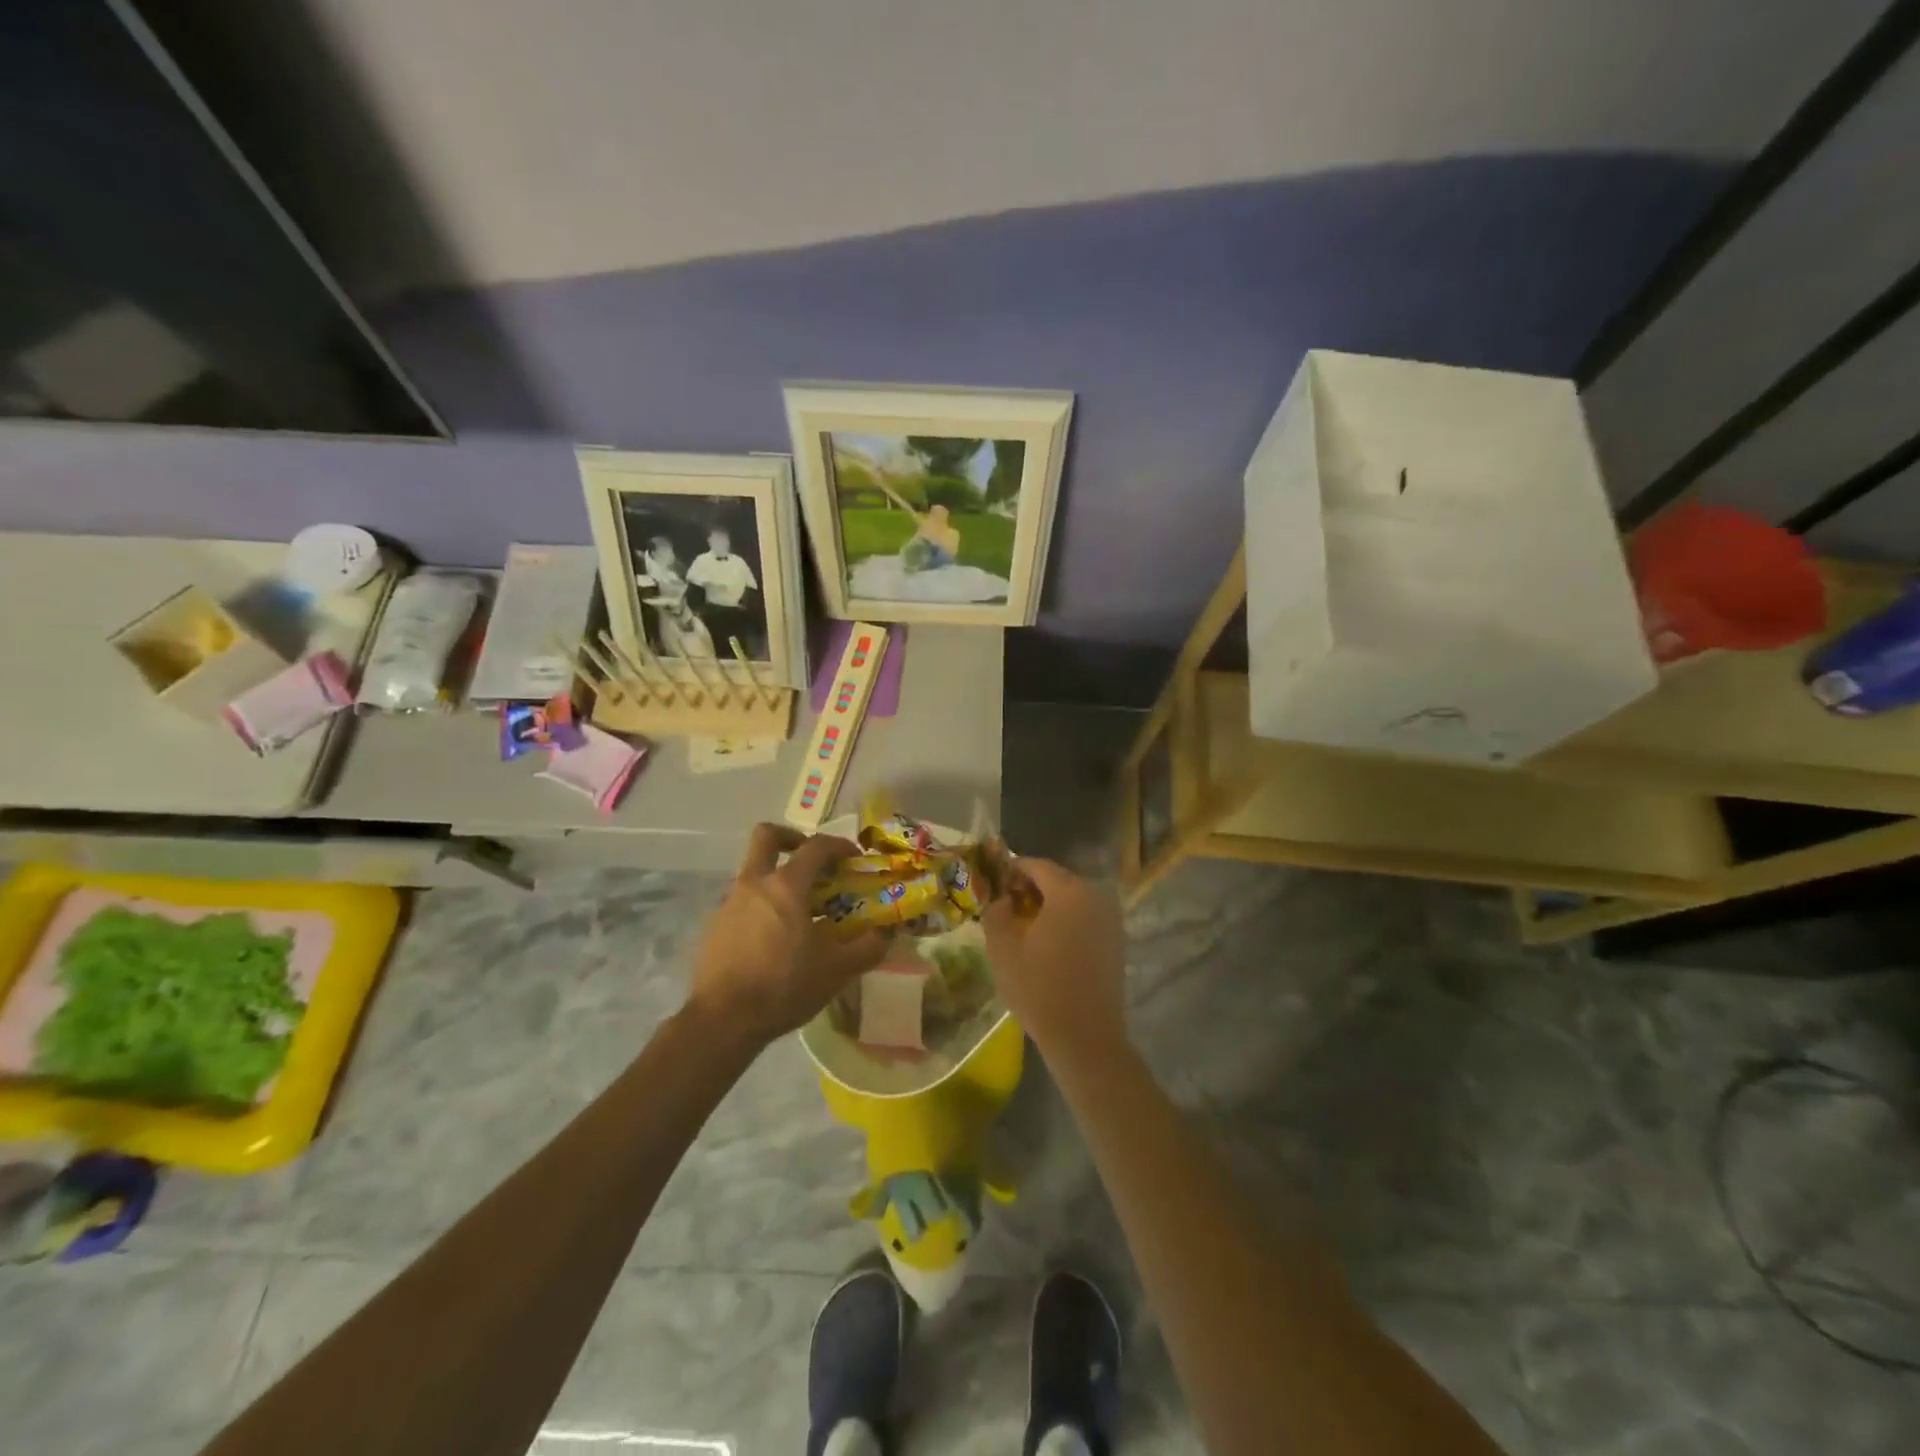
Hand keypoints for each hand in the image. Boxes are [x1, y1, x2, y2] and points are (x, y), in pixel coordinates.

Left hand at [684, 825, 887, 1048]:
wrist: (722, 1021)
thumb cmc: (784, 986)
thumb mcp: (837, 970)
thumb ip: (867, 947)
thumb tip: (887, 933)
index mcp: (786, 886)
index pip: (816, 846)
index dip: (839, 845)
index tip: (854, 858)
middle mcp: (754, 884)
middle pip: (767, 837)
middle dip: (791, 838)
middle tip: (811, 861)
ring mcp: (729, 904)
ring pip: (754, 873)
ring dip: (777, 880)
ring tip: (800, 914)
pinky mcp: (714, 928)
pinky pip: (742, 904)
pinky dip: (761, 909)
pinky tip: (774, 941)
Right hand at [982, 858, 1127, 1062]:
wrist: (1085, 1038)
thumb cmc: (1039, 989)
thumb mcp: (1002, 949)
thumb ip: (996, 911)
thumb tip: (1002, 899)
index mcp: (1069, 891)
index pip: (1036, 865)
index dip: (1012, 870)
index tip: (993, 884)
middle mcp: (1096, 896)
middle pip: (1057, 879)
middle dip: (1030, 888)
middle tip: (1006, 906)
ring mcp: (1111, 918)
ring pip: (1073, 898)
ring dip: (1049, 905)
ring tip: (1025, 926)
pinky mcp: (1117, 940)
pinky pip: (1086, 916)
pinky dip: (1067, 920)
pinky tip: (1049, 943)